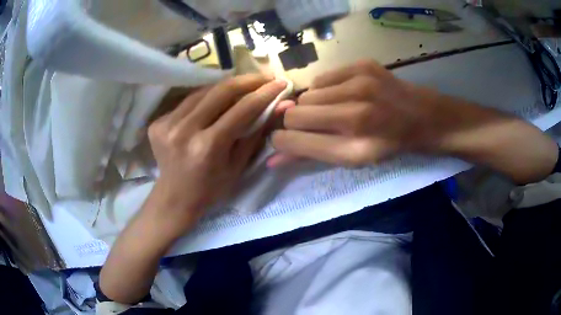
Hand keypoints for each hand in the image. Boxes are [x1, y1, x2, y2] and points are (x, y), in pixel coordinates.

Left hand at [146, 74, 286, 234]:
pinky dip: (205, 98)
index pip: (242, 109)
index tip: (281, 82)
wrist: (174, 197)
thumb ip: (256, 134)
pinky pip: (188, 101)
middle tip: (264, 77)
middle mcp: (184, 130)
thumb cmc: (210, 189)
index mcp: (208, 147)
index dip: (264, 93)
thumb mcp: (238, 167)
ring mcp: (167, 124)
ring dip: (226, 86)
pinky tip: (216, 100)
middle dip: (247, 80)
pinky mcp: (158, 122)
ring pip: (203, 92)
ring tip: (244, 85)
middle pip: (221, 91)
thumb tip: (277, 107)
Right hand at [270, 60, 440, 166]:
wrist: (423, 117)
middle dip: (298, 121)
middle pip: (295, 114)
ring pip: (307, 94)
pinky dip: (326, 89)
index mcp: (356, 150)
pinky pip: (322, 78)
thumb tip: (271, 159)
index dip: (281, 140)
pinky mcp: (363, 66)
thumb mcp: (353, 159)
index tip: (281, 138)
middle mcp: (358, 117)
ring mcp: (362, 86)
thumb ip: (310, 157)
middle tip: (315, 124)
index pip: (295, 140)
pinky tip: (344, 93)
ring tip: (334, 108)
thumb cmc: (388, 145)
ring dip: (314, 104)